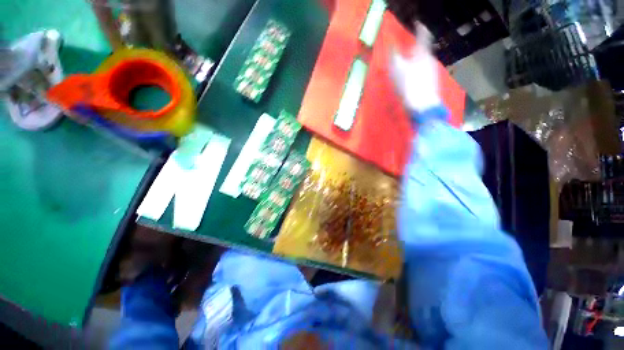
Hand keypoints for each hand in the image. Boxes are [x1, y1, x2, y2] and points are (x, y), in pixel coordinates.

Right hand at [390, 22, 441, 113]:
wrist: (422, 107)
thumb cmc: (409, 86)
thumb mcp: (397, 70)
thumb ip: (394, 56)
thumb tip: (391, 46)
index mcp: (423, 54)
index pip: (423, 37)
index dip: (420, 29)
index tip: (417, 25)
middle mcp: (430, 60)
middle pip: (422, 51)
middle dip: (413, 51)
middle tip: (404, 53)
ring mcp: (432, 73)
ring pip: (422, 63)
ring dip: (414, 63)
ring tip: (405, 70)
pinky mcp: (431, 83)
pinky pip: (422, 73)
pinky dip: (416, 74)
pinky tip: (410, 82)